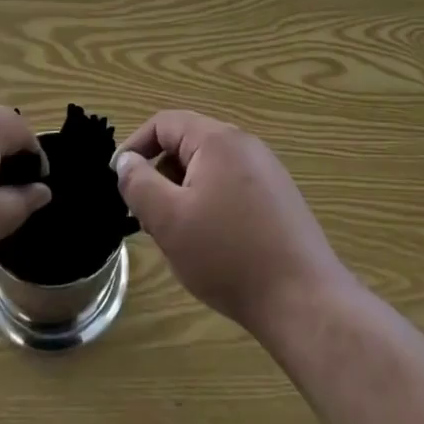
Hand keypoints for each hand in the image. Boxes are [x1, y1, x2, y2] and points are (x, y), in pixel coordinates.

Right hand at [114, 110, 349, 334]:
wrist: (304, 300)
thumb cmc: (228, 255)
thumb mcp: (169, 220)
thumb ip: (139, 184)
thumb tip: (125, 160)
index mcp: (217, 139)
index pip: (164, 123)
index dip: (135, 146)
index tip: (118, 181)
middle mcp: (245, 144)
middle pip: (187, 144)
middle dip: (160, 175)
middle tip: (147, 217)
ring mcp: (267, 171)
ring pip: (208, 168)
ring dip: (183, 193)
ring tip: (177, 236)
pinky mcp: (279, 198)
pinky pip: (231, 187)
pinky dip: (209, 205)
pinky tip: (211, 245)